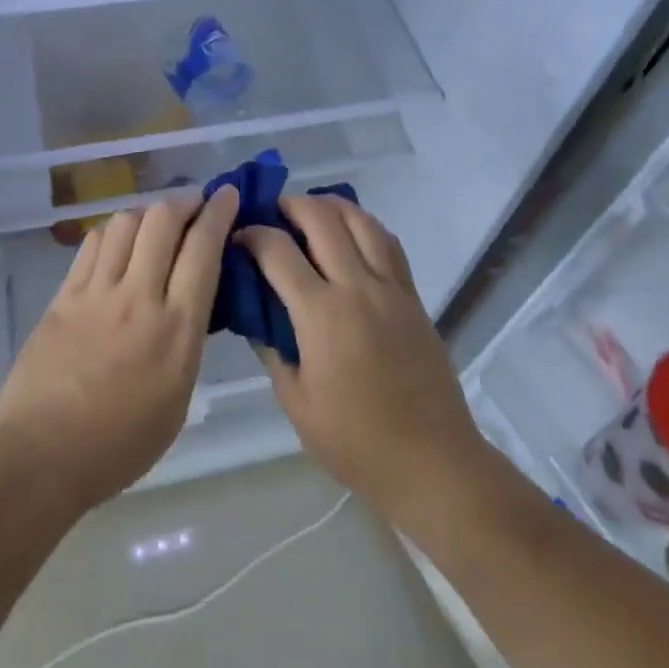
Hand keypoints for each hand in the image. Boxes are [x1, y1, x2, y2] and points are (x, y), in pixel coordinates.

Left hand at [0, 186, 238, 514]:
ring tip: (156, 222)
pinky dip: (114, 232)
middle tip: (195, 203)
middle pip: (163, 221)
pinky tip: (118, 241)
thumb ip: (187, 340)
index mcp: (176, 329)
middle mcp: (138, 298)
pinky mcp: (63, 295)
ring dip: (148, 212)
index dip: (218, 213)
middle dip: (185, 200)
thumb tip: (191, 301)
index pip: (202, 249)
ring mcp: (96, 292)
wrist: (40, 457)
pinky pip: (93, 244)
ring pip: (125, 223)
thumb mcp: (177, 398)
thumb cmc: (119, 445)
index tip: (228, 195)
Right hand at [236, 196, 494, 528]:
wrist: (431, 461)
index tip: (237, 237)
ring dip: (330, 205)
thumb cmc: (355, 441)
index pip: (278, 251)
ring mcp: (390, 288)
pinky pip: (388, 242)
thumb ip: (271, 348)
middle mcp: (357, 288)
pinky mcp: (412, 296)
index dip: (252, 235)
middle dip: (290, 205)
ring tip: (309, 211)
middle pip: (321, 219)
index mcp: (322, 315)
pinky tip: (350, 232)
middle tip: (271, 213)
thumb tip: (254, 312)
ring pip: (360, 220)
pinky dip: (364, 224)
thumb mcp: (296, 402)